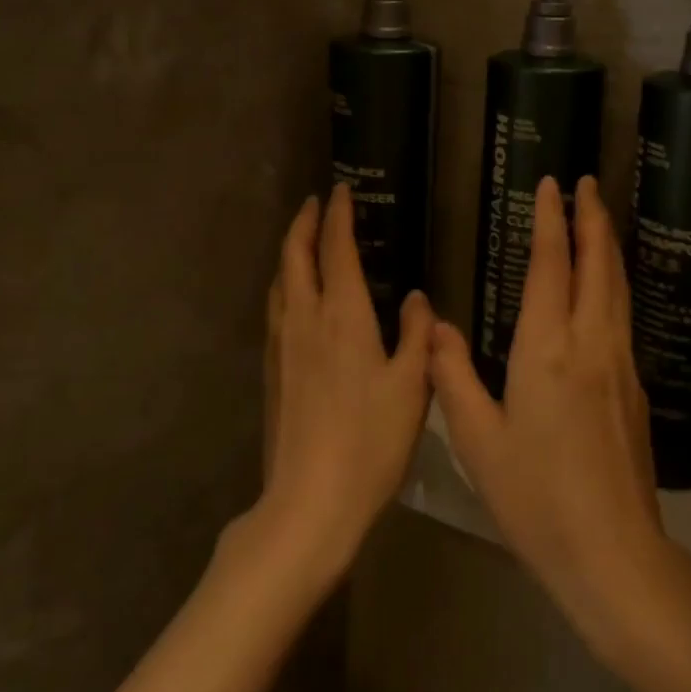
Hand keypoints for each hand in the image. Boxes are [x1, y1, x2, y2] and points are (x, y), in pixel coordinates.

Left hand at [258, 184, 433, 578]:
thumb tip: (418, 298)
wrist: (310, 501)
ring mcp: (281, 346)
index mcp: (342, 317)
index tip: (342, 190)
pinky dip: (286, 284)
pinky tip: (296, 298)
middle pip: (295, 257)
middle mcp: (304, 320)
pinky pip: (276, 308)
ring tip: (305, 240)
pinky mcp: (272, 372)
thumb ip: (417, 334)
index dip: (339, 216)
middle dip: (305, 223)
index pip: (336, 250)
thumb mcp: (411, 385)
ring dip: (291, 252)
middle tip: (318, 203)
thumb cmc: (371, 441)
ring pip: (280, 282)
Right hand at [430, 176, 674, 657]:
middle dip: (592, 218)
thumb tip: (435, 326)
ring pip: (618, 287)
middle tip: (586, 184)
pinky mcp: (636, 388)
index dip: (551, 221)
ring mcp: (621, 364)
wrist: (614, 554)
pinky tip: (606, 288)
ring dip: (607, 246)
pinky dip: (613, 282)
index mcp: (548, 350)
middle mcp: (592, 344)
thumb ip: (453, 377)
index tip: (552, 185)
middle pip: (598, 265)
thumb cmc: (536, 499)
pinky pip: (623, 315)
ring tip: (599, 218)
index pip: (552, 266)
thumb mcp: (478, 441)